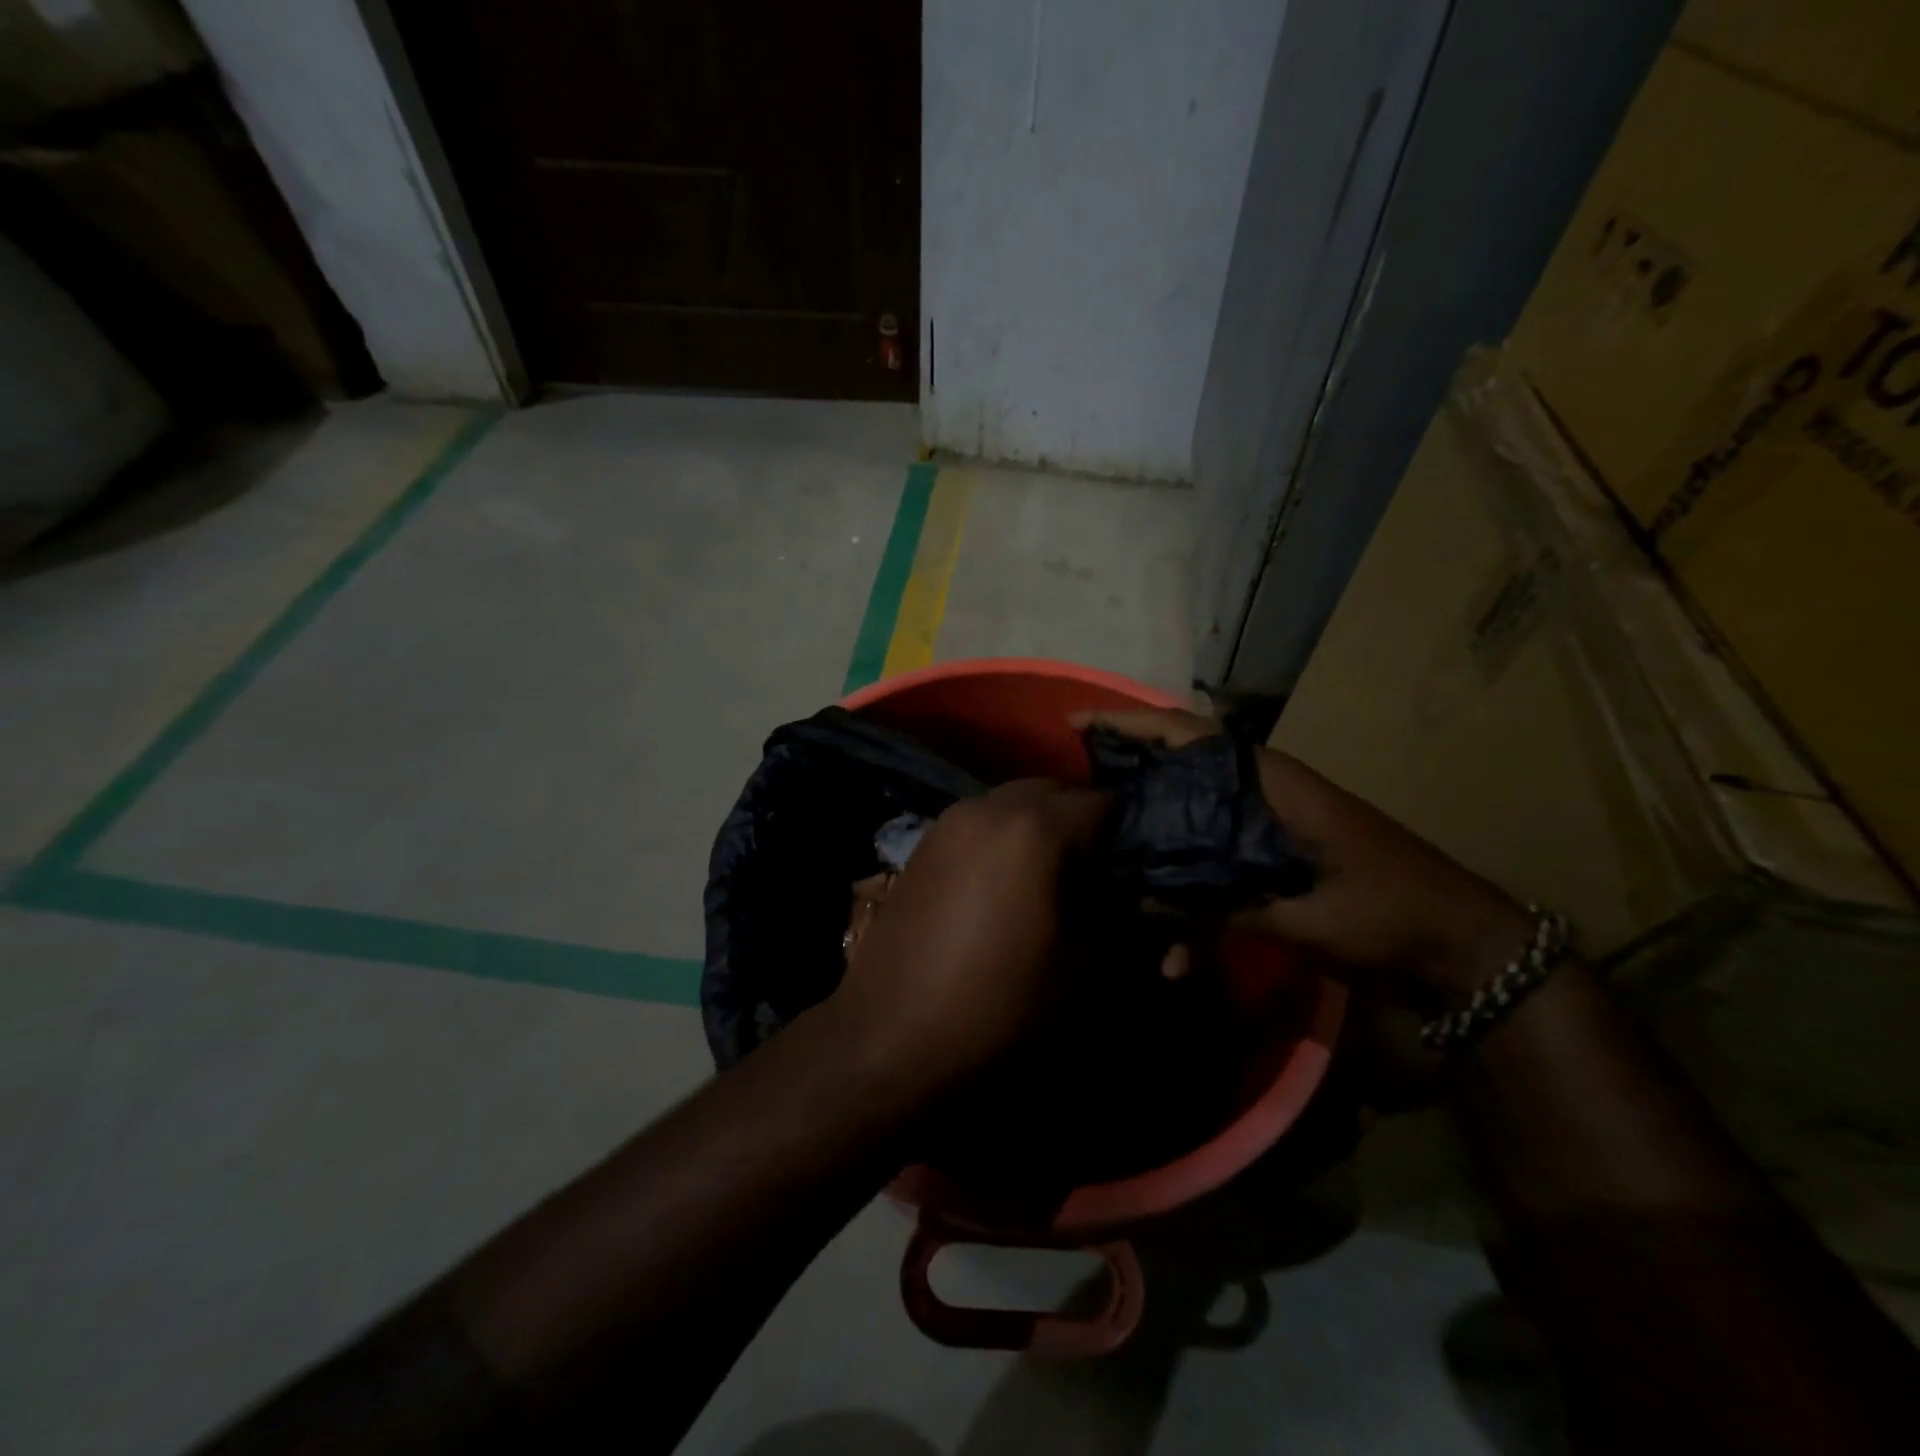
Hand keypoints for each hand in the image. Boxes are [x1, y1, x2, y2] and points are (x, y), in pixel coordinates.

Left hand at [824, 779, 1111, 1090]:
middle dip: (1081, 824)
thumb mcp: (1084, 974)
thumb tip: (1145, 905)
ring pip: (1013, 802)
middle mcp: (989, 806)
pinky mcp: (924, 842)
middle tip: (1093, 877)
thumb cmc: (997, 1004)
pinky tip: (1002, 885)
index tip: (1132, 874)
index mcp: (1035, 829)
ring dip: (1039, 826)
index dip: (1128, 836)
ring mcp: (949, 820)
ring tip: (1047, 881)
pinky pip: (980, 820)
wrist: (892, 1033)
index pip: (1104, 803)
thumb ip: (1129, 927)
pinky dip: (1002, 836)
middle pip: (1055, 791)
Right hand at [1074, 708, 1531, 1005]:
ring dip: (1153, 846)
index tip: (1078, 726)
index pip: (1191, 735)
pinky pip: (1213, 868)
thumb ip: (1225, 907)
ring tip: (1107, 873)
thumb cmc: (1392, 915)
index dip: (1132, 725)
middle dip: (1128, 781)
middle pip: (1180, 773)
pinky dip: (1191, 902)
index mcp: (1274, 784)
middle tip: (1074, 796)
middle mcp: (1262, 797)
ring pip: (1190, 823)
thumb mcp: (1307, 916)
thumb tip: (1145, 906)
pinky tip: (1174, 954)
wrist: (1464, 952)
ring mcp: (1266, 832)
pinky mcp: (1272, 866)